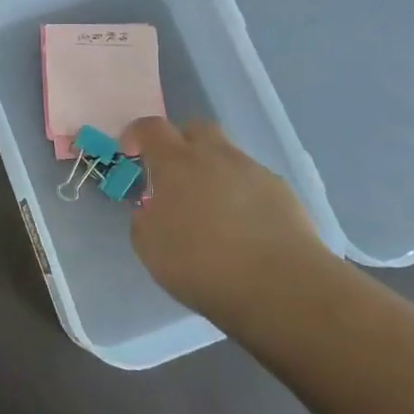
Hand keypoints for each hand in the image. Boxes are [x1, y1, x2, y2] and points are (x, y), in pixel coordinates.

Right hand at [119, 117, 328, 320]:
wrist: (280, 285)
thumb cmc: (202, 265)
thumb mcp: (150, 248)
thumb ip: (144, 219)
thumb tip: (152, 208)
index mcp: (176, 163)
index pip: (150, 128)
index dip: (137, 135)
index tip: (132, 155)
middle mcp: (215, 155)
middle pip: (194, 129)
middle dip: (180, 144)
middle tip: (174, 177)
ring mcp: (252, 170)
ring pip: (226, 156)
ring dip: (213, 172)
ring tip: (212, 212)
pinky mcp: (281, 191)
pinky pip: (252, 181)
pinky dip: (241, 195)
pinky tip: (243, 228)